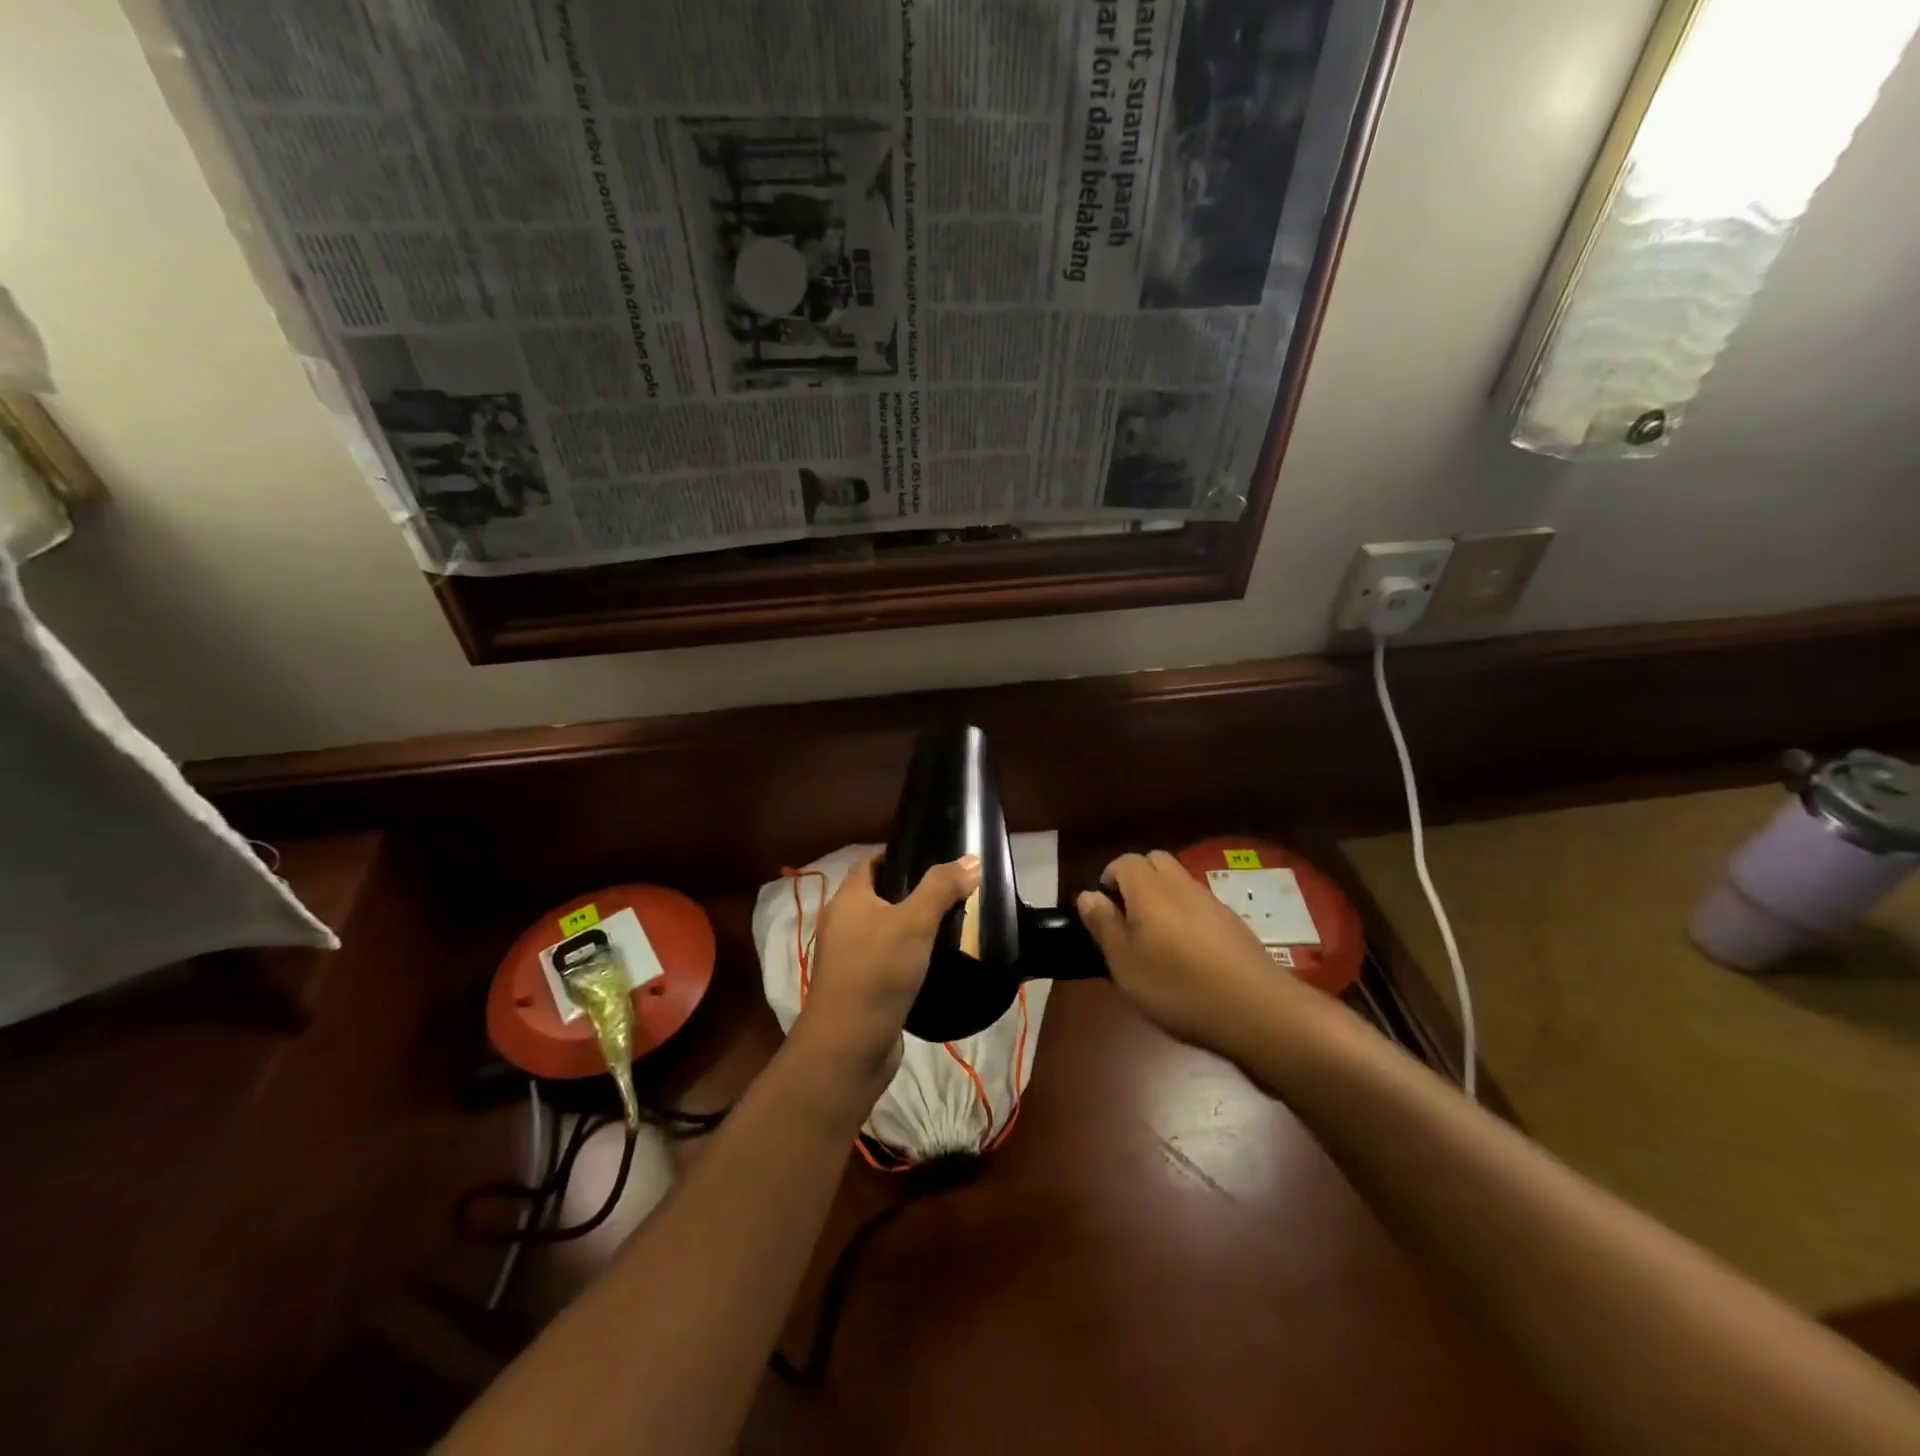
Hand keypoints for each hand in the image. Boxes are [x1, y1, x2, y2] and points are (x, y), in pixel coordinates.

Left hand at [795, 852, 980, 1099]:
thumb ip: (941, 888)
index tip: (936, 855)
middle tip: (954, 890)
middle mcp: (843, 923)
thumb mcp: (915, 922)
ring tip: (954, 922)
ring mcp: (849, 958)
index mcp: (848, 899)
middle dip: (915, 891)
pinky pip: (889, 960)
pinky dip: (910, 956)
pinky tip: (938, 960)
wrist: (849, 1046)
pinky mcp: (861, 987)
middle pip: (881, 895)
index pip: (872, 861)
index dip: (901, 854)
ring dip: (915, 926)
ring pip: (886, 930)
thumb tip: (971, 859)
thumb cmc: (878, 972)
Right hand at [1077, 850, 1306, 1056]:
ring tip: (1155, 938)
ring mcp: (1211, 901)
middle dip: (1136, 879)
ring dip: (1162, 897)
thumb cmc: (1177, 986)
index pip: (1125, 861)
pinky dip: (1185, 915)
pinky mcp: (1233, 922)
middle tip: (1127, 918)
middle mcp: (1181, 885)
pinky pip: (1199, 904)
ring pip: (1178, 882)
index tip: (1103, 911)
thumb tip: (1087, 895)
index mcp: (1150, 889)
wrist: (1256, 1009)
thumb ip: (1104, 925)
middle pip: (1155, 862)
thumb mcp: (1125, 963)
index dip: (1109, 878)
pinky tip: (1187, 952)